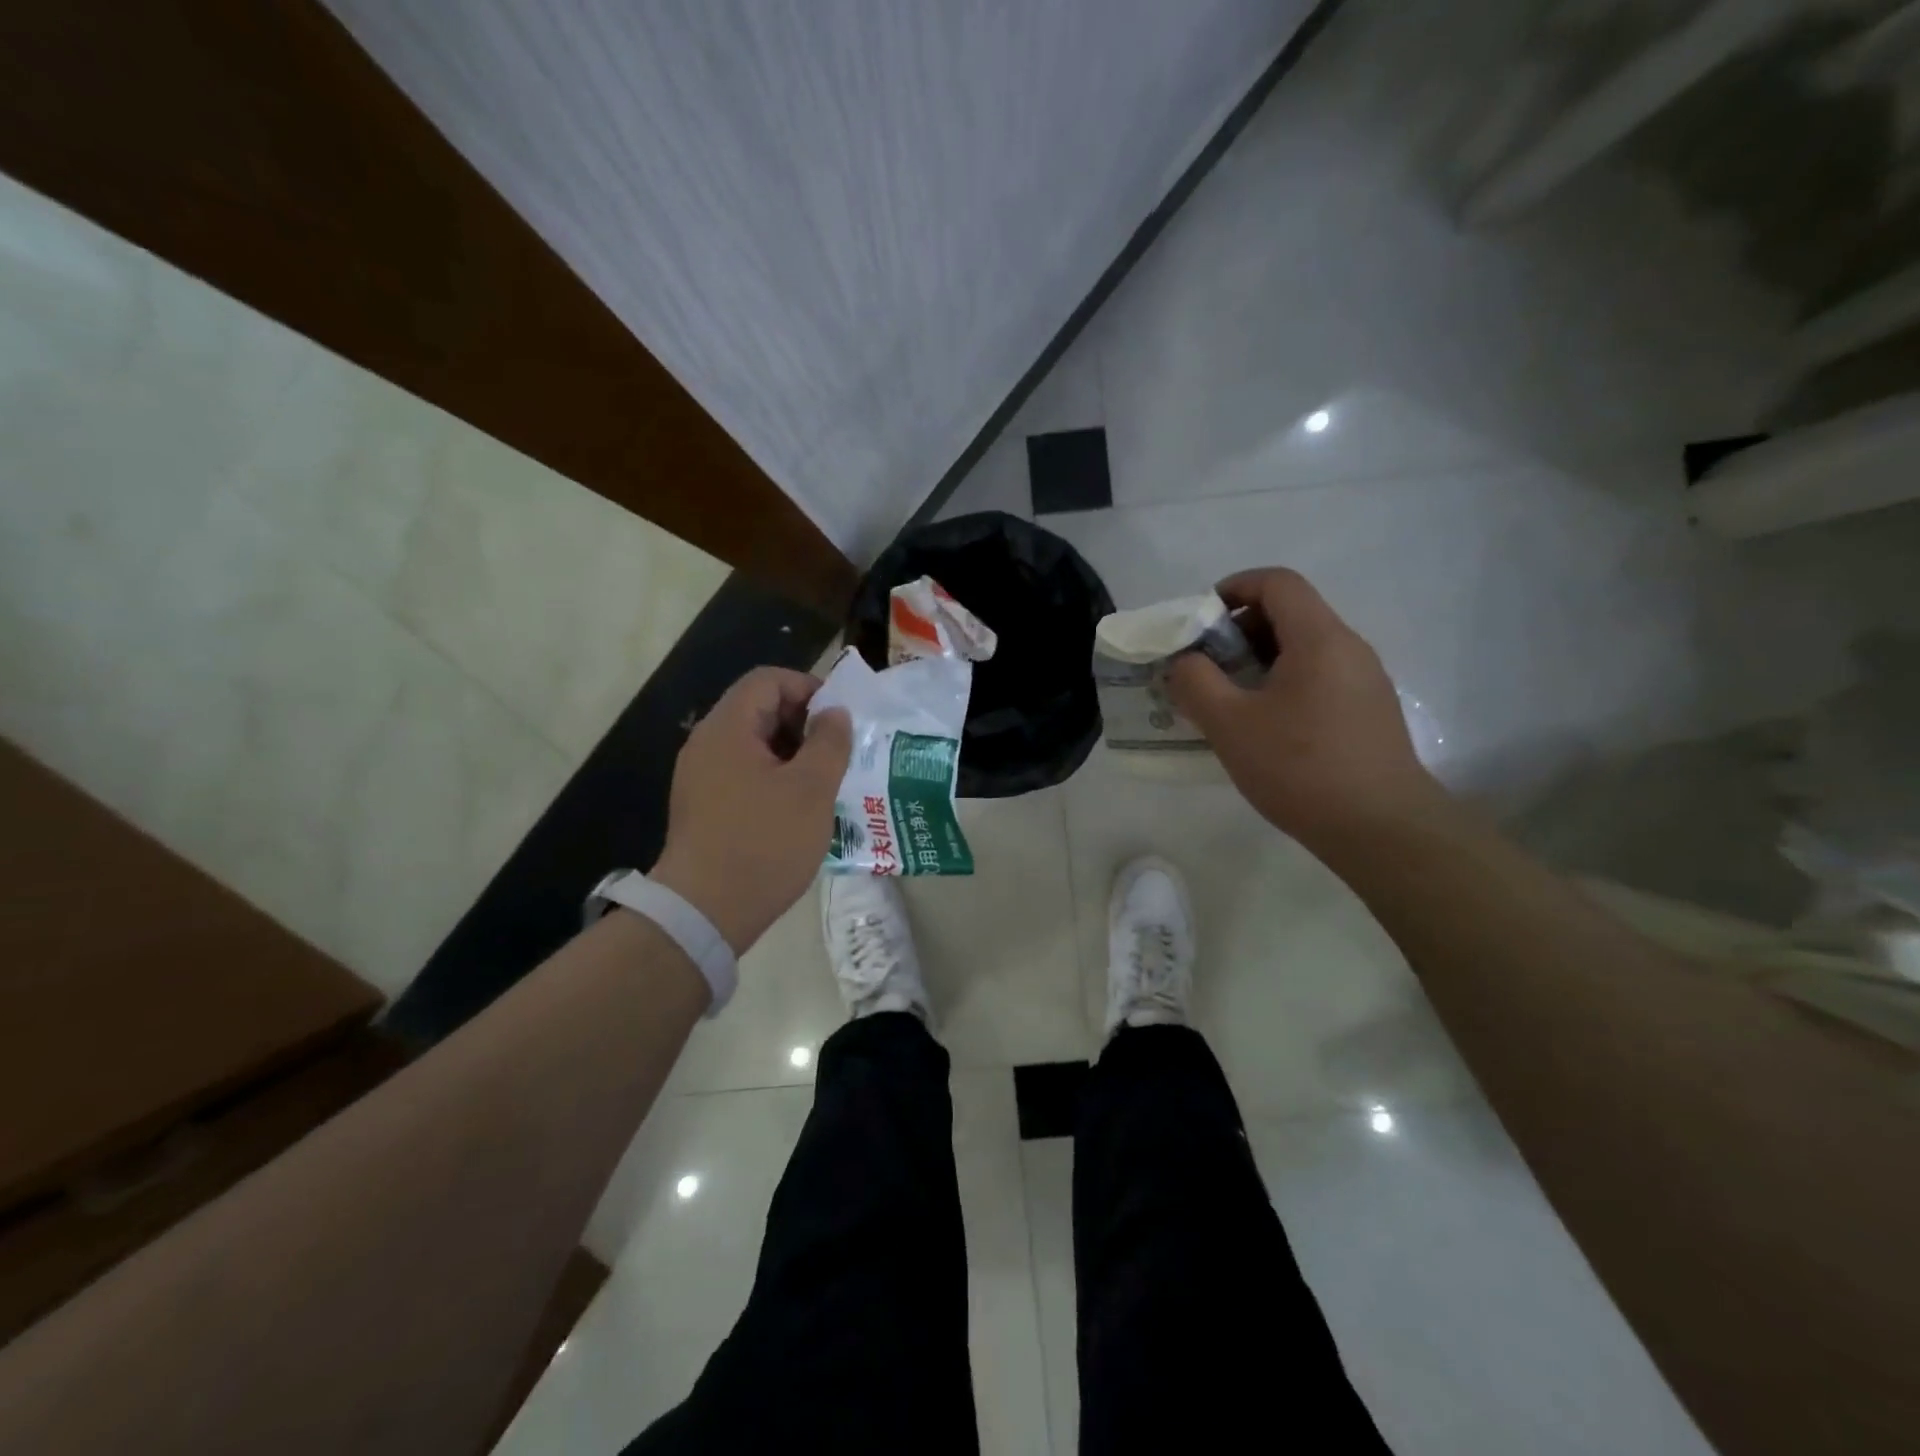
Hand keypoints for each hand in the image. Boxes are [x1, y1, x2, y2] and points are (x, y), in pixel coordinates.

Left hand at [650, 666, 851, 955]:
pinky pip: (743, 774)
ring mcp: (701, 778)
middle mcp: (707, 744)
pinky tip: (799, 808)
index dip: (808, 688)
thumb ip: (829, 742)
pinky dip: (774, 778)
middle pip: (758, 709)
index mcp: (728, 729)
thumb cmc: (764, 843)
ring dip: (792, 754)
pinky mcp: (703, 807)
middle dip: (803, 723)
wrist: (704, 912)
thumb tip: (834, 714)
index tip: (839, 718)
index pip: (768, 680)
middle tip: (837, 752)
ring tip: (825, 781)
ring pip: (754, 745)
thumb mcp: (811, 789)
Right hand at [1167, 568, 1443, 848]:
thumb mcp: (1230, 724)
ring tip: (1228, 701)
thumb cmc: (1300, 768)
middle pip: (1290, 613)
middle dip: (1239, 631)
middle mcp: (1349, 648)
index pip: (1277, 582)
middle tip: (1206, 668)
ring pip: (1304, 649)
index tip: (1200, 621)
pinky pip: (1319, 678)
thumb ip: (1195, 682)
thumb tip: (1184, 662)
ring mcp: (1365, 681)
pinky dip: (1283, 684)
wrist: (1381, 829)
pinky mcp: (1370, 712)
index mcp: (1319, 638)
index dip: (1233, 588)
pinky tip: (1263, 728)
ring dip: (1259, 661)